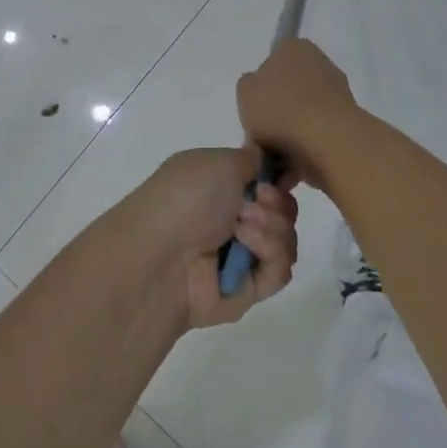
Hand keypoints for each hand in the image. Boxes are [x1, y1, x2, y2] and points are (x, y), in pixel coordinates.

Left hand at [125, 147, 299, 330]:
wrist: (160, 255)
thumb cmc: (186, 197)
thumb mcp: (218, 162)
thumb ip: (249, 160)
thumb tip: (263, 159)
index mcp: (217, 185)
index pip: (263, 182)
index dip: (278, 178)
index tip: (282, 176)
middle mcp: (229, 219)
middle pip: (282, 210)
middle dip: (277, 202)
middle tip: (258, 200)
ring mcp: (239, 255)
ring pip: (286, 239)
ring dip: (272, 227)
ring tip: (242, 226)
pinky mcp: (247, 289)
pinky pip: (280, 271)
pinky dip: (270, 253)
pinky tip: (246, 246)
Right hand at [236, 39, 361, 188]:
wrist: (328, 141)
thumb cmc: (279, 109)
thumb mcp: (245, 92)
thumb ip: (249, 85)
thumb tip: (261, 90)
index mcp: (293, 47)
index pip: (273, 59)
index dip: (261, 85)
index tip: (255, 107)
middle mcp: (319, 62)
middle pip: (289, 88)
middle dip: (277, 111)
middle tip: (261, 135)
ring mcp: (338, 91)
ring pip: (303, 113)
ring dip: (290, 133)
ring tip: (275, 157)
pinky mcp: (350, 120)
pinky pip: (318, 132)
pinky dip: (306, 147)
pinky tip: (293, 164)